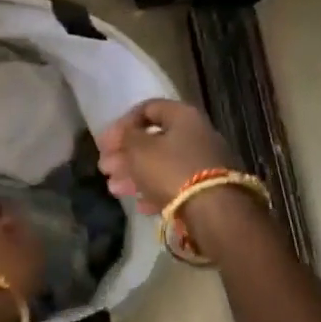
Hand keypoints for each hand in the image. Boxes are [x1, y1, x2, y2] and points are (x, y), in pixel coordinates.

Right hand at [95, 99, 240, 213]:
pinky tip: (140, 206)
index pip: (147, 108)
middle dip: (125, 155)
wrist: (216, 213)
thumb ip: (127, 137)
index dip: (122, 124)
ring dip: (135, 175)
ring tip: (114, 189)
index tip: (104, 143)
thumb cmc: (171, 170)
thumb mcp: (139, 149)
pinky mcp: (209, 190)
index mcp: (183, 116)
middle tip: (105, 168)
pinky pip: (176, 185)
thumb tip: (127, 135)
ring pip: (162, 164)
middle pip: (154, 139)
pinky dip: (155, 191)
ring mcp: (205, 163)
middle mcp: (197, 135)